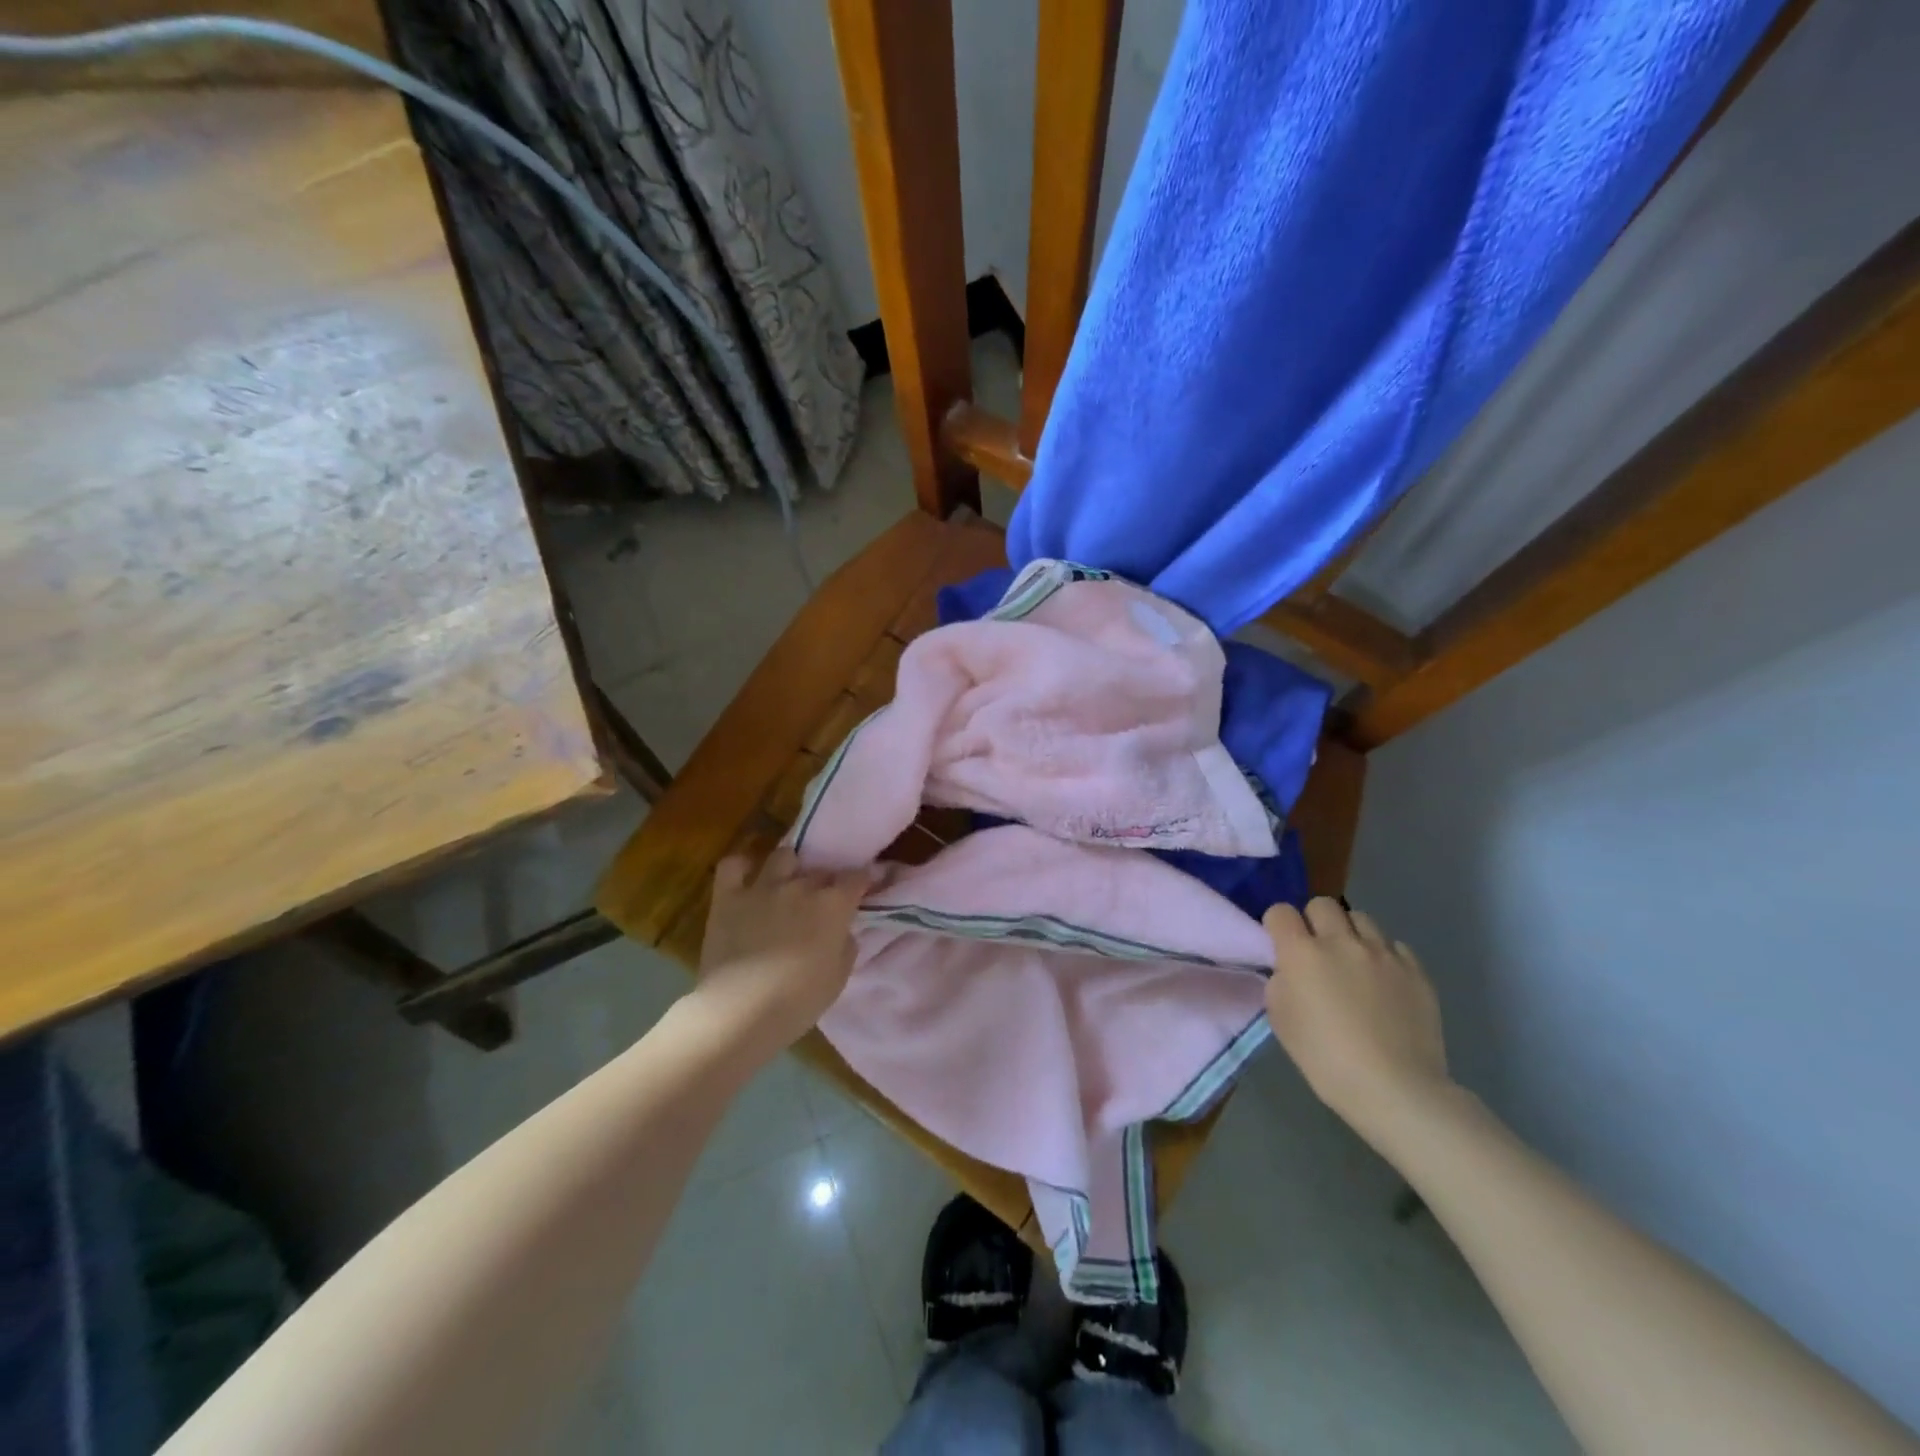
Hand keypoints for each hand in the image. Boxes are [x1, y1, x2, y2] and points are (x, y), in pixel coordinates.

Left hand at [694, 848, 869, 1050]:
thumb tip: (841, 931)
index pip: (856, 877)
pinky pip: (733, 865)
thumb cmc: (797, 1002)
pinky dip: (741, 867)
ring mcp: (762, 887)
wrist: (740, 1012)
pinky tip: (747, 881)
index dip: (861, 882)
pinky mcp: (728, 897)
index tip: (861, 891)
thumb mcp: (838, 979)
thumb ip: (846, 946)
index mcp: (833, 905)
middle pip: (821, 869)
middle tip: (821, 903)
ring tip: (786, 886)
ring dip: (789, 868)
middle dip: (825, 882)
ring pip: (783, 856)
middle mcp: (801, 886)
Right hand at [1262, 897, 1451, 1144]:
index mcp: (1302, 953)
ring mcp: (1383, 953)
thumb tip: (1290, 970)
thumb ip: (1280, 983)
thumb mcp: (1281, 1020)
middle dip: (1314, 921)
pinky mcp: (1416, 970)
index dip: (1277, 925)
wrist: (1395, 1089)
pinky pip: (1394, 946)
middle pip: (1322, 904)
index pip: (1280, 912)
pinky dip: (1384, 956)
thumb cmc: (1326, 1059)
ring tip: (1354, 963)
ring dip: (1351, 934)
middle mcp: (1342, 942)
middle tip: (1317, 950)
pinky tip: (1384, 983)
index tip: (1280, 944)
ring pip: (1361, 919)